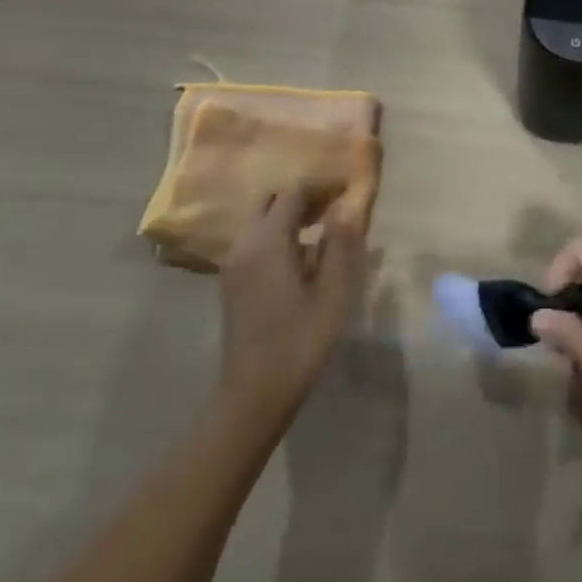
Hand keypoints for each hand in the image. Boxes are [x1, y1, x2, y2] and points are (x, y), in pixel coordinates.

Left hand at [216, 186, 363, 408]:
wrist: (253, 394)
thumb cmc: (299, 342)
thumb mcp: (333, 294)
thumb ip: (340, 246)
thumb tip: (347, 208)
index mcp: (267, 242)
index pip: (294, 193)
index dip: (323, 186)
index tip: (349, 189)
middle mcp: (244, 245)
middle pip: (272, 202)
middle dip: (304, 197)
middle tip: (337, 206)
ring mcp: (233, 265)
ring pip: (261, 222)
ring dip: (291, 216)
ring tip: (325, 228)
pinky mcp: (232, 283)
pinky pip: (256, 242)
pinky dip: (279, 235)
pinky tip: (303, 256)